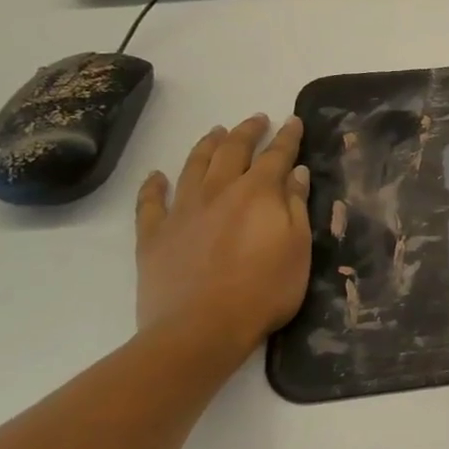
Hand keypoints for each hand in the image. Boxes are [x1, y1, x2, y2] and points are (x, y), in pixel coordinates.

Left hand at [135, 115, 312, 365]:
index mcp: (257, 193)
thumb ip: (296, 207)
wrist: (201, 329)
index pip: (276, 155)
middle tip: (256, 119)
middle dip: (247, 132)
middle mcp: (218, 191)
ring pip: (193, 166)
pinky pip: (150, 202)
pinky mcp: (154, 235)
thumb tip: (295, 173)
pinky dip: (153, 185)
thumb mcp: (297, 249)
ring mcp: (182, 211)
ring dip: (206, 145)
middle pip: (232, 151)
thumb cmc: (264, 291)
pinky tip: (157, 175)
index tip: (294, 121)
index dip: (287, 137)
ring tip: (216, 132)